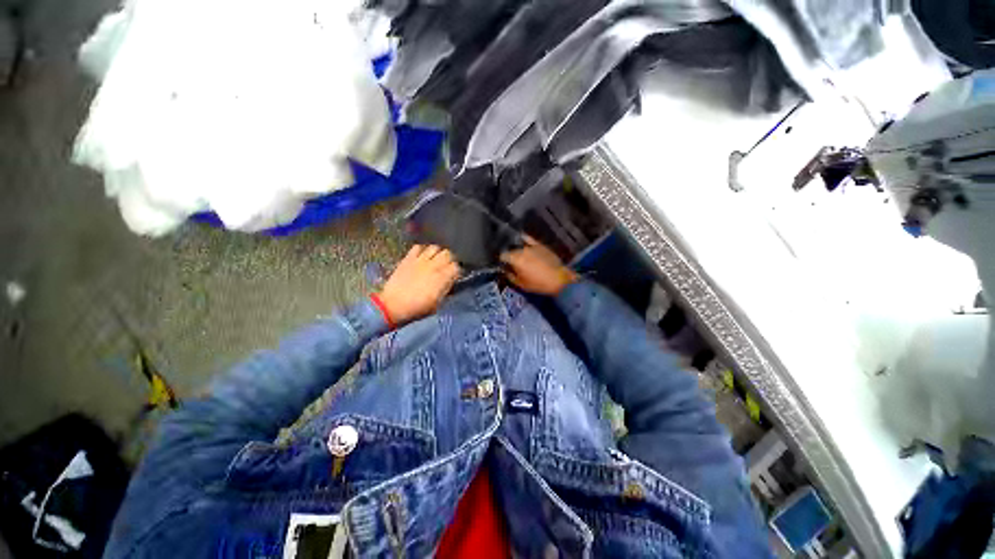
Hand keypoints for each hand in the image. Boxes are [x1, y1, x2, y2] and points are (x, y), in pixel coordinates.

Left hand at [376, 245, 459, 325]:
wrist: (393, 305)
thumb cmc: (418, 308)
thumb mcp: (438, 303)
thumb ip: (447, 288)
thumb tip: (452, 280)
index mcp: (442, 277)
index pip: (457, 266)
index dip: (458, 270)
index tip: (456, 275)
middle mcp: (433, 265)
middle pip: (448, 253)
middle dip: (450, 259)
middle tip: (447, 265)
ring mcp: (420, 260)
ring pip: (435, 247)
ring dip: (438, 253)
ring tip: (436, 259)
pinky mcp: (408, 258)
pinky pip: (418, 247)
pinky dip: (422, 250)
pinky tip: (422, 256)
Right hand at [500, 236, 578, 295]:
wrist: (558, 279)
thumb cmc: (538, 284)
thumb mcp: (521, 284)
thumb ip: (510, 276)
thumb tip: (505, 271)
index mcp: (515, 259)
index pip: (502, 256)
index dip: (501, 261)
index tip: (502, 265)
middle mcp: (521, 250)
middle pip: (510, 250)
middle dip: (508, 255)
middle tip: (509, 261)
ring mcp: (531, 246)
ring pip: (518, 245)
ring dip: (515, 248)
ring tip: (514, 251)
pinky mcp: (540, 244)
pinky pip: (529, 239)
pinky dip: (524, 239)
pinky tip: (521, 238)